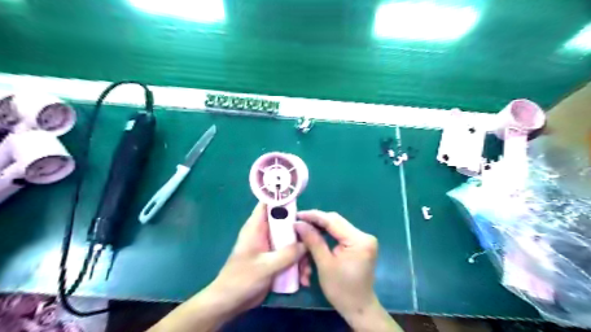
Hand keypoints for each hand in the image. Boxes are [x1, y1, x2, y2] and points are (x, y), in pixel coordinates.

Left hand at [148, 203, 307, 331]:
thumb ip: (287, 254)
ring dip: (302, 256)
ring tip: (306, 273)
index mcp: (257, 227)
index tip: (302, 203)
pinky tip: (302, 279)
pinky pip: (291, 256)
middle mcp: (265, 233)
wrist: (230, 302)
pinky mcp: (275, 259)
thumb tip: (307, 243)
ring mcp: (271, 247)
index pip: (269, 204)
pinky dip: (298, 265)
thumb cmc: (242, 279)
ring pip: (292, 241)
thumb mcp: (266, 266)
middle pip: (287, 223)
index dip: (284, 199)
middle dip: (301, 236)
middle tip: (312, 247)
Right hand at [294, 212, 399, 330]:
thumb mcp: (324, 264)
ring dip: (321, 227)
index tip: (297, 215)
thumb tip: (299, 223)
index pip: (332, 221)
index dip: (313, 216)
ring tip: (305, 228)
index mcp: (358, 240)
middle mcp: (364, 235)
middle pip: (336, 221)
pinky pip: (341, 233)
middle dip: (316, 221)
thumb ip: (313, 240)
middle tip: (299, 222)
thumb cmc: (341, 290)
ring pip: (337, 226)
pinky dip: (328, 234)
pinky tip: (316, 235)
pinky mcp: (360, 244)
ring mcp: (363, 239)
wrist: (359, 308)